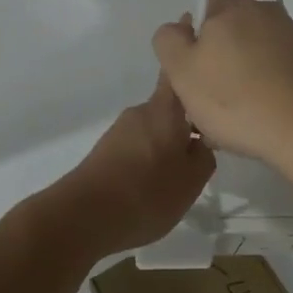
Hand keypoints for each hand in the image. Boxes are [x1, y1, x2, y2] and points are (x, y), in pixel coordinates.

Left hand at [44, 77, 216, 257]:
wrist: (85, 215)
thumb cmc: (148, 193)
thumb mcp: (191, 180)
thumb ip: (203, 156)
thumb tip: (200, 142)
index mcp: (164, 109)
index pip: (176, 77)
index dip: (190, 78)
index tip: (206, 91)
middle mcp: (139, 111)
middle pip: (167, 109)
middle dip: (183, 127)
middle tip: (198, 155)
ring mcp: (119, 130)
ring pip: (151, 131)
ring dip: (164, 148)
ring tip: (173, 179)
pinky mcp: (104, 150)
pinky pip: (134, 147)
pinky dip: (145, 161)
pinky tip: (149, 188)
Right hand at [152, 0, 292, 167]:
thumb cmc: (235, 99)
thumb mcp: (181, 71)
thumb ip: (168, 40)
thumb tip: (179, 29)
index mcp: (232, 5)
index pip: (200, 9)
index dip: (188, 43)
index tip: (188, 76)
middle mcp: (265, 12)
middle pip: (226, 33)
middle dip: (213, 63)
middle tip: (204, 103)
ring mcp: (292, 38)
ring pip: (250, 56)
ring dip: (237, 80)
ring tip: (231, 121)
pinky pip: (273, 73)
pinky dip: (262, 91)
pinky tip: (258, 122)